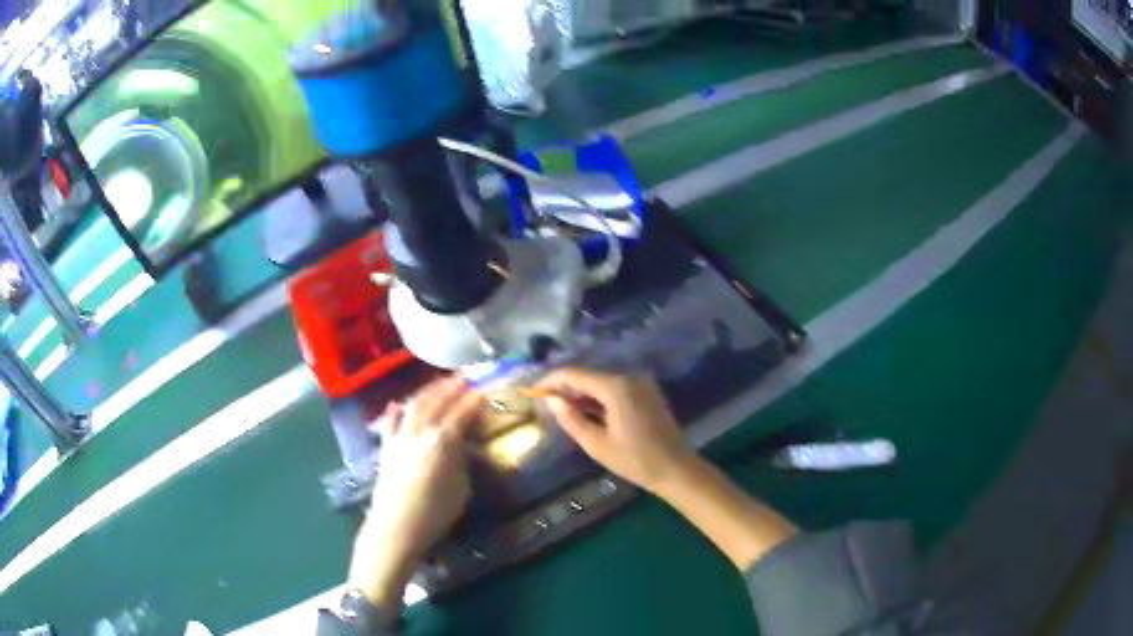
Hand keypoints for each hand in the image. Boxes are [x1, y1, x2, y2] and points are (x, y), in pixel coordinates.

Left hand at [348, 375, 483, 613]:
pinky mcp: (386, 447)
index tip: (485, 390)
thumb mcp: (461, 488)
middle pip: (437, 401)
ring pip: (414, 406)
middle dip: (452, 387)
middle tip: (465, 378)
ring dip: (428, 392)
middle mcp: (420, 431)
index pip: (462, 412)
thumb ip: (463, 461)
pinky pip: (390, 423)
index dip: (475, 400)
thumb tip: (464, 446)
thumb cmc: (435, 512)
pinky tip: (398, 404)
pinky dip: (395, 411)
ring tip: (439, 383)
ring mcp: (400, 437)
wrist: (396, 526)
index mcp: (442, 440)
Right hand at [535, 368, 697, 493]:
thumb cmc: (635, 460)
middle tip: (544, 403)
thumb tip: (551, 399)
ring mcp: (641, 384)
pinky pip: (615, 389)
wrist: (676, 469)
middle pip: (588, 375)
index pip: (574, 374)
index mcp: (616, 387)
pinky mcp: (647, 393)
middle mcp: (629, 377)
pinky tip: (586, 413)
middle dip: (565, 387)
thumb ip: (571, 419)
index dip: (551, 380)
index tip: (532, 391)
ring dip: (581, 393)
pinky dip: (598, 398)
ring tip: (561, 410)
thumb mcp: (597, 444)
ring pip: (601, 382)